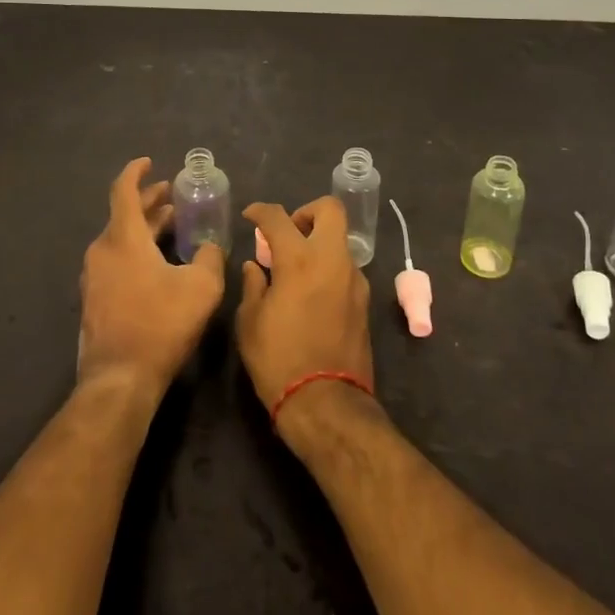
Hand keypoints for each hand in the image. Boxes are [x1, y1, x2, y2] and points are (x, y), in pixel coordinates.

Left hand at [78, 158, 225, 400]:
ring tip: (170, 226)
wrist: (120, 380)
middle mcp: (102, 250)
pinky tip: (157, 263)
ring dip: (144, 228)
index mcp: (122, 238)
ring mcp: (94, 277)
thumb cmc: (161, 324)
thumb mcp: (201, 286)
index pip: (123, 190)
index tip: (149, 162)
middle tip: (172, 196)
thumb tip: (208, 247)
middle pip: (123, 214)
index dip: (136, 172)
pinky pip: (115, 261)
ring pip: (120, 239)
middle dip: (149, 202)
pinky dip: (136, 250)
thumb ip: (209, 257)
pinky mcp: (94, 300)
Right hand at [236, 197, 374, 433]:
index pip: (278, 217)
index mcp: (299, 259)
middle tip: (288, 233)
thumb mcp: (250, 322)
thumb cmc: (279, 360)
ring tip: (296, 270)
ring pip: (340, 241)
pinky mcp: (364, 301)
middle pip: (330, 210)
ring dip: (319, 244)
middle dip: (307, 212)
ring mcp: (354, 279)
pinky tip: (311, 294)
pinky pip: (345, 269)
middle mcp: (332, 260)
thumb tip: (255, 266)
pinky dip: (328, 269)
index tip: (251, 217)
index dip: (260, 211)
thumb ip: (253, 285)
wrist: (326, 404)